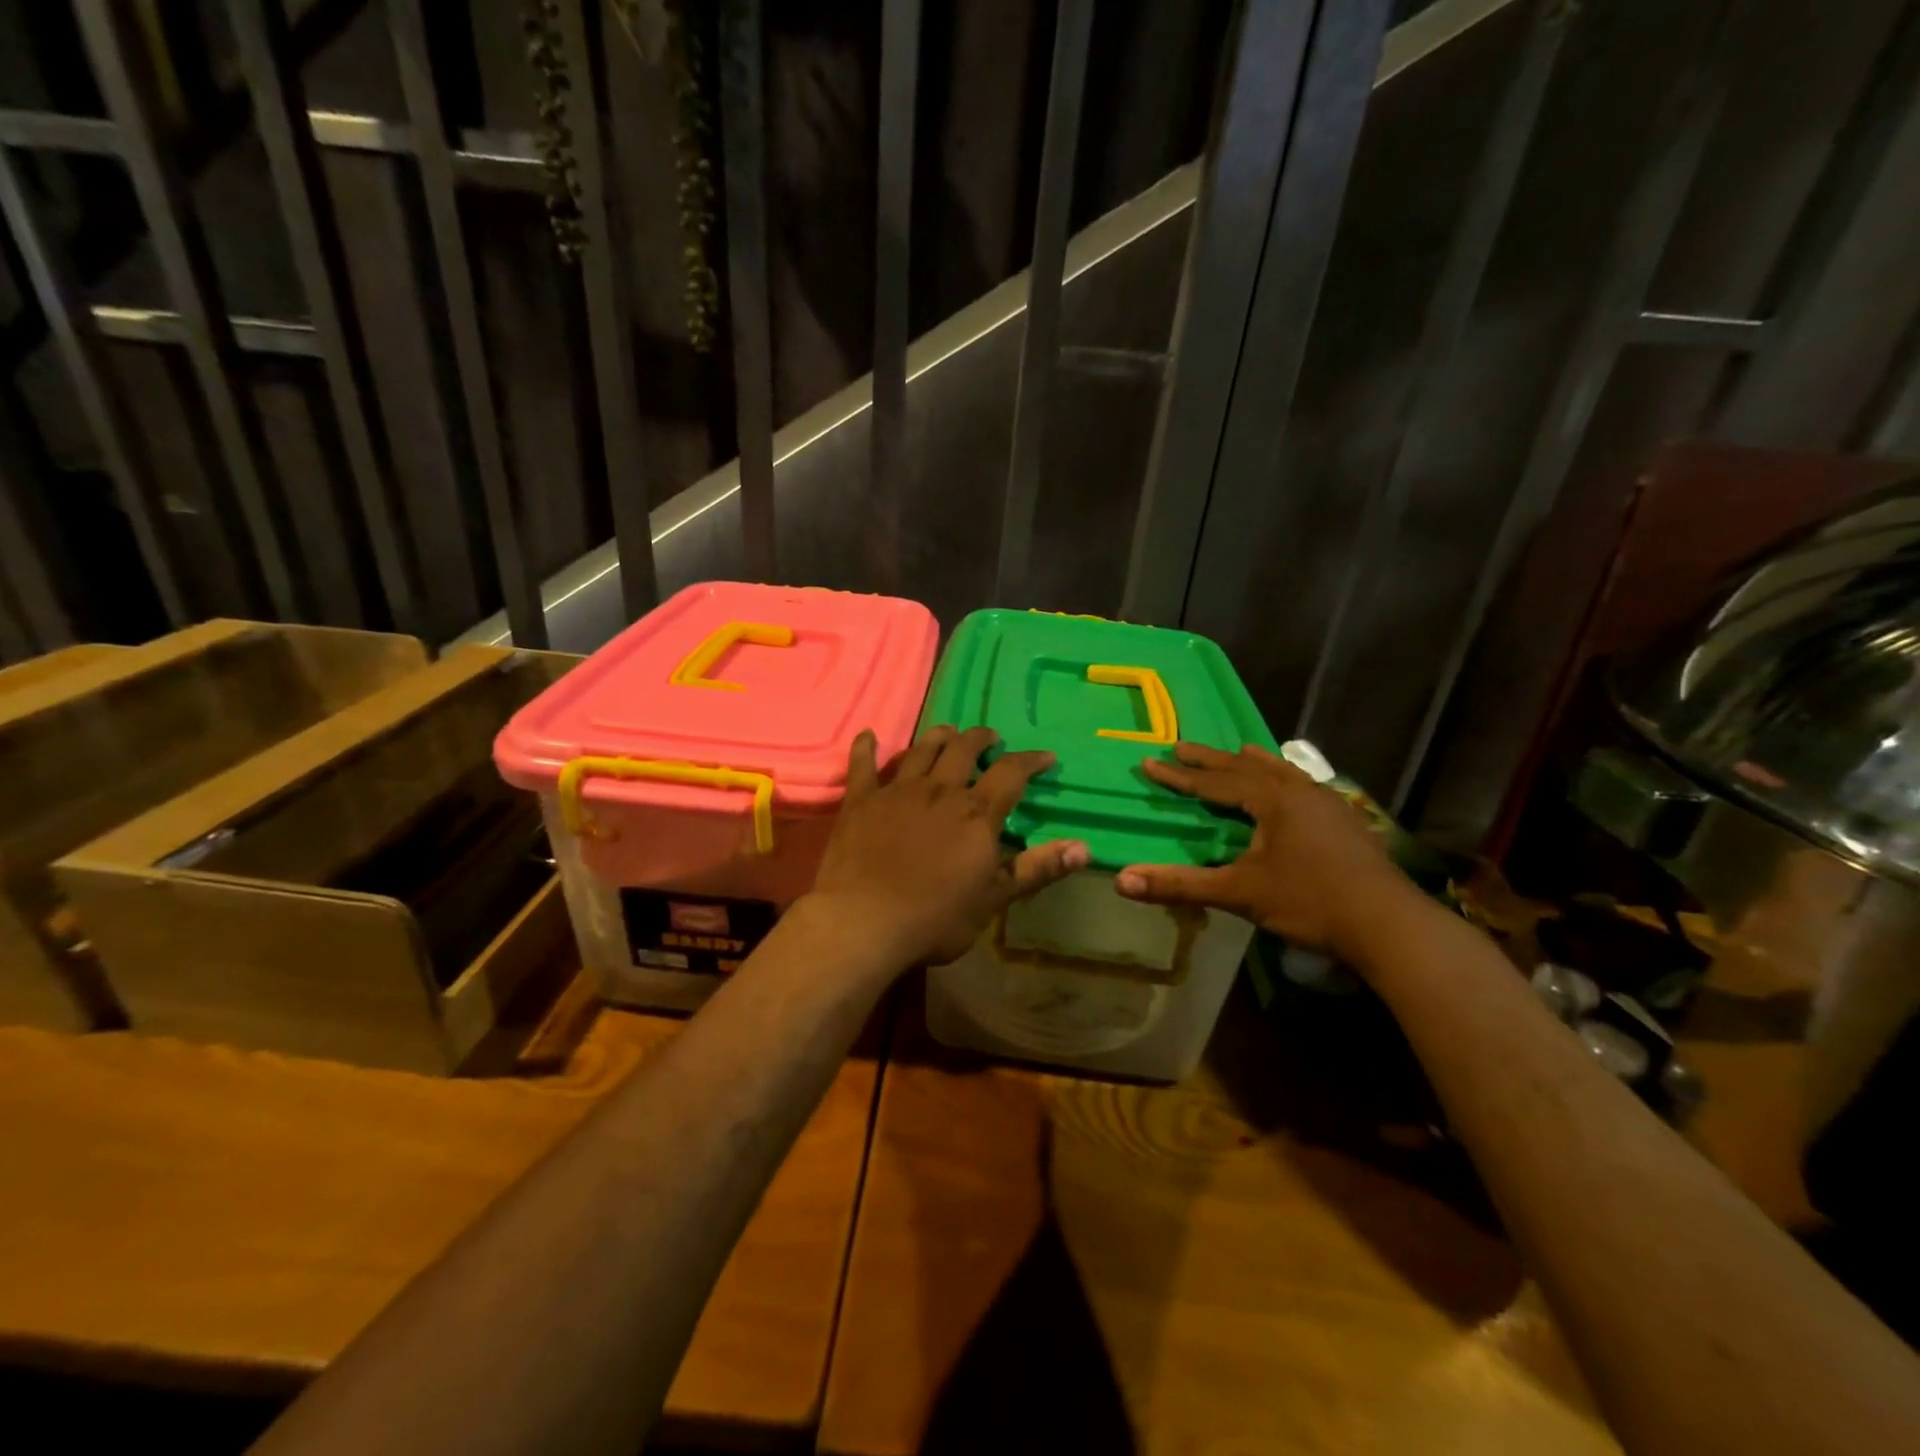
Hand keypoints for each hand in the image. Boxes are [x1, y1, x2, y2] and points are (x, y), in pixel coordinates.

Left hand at [805, 725, 1089, 968]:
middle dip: (981, 739)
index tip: (1045, 756)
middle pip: (963, 750)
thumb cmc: (935, 918)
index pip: (1011, 773)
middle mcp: (939, 791)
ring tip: (948, 732)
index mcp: (976, 814)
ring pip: (921, 750)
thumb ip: (1037, 869)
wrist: (864, 922)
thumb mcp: (994, 899)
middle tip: (990, 737)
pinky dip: (866, 748)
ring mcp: (897, 792)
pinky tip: (868, 735)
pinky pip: (863, 766)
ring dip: (938, 737)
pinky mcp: (861, 801)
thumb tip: (1085, 847)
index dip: (1030, 761)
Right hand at [1114, 741, 1413, 961]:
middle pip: (1245, 767)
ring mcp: (1327, 802)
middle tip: (1180, 746)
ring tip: (1236, 751)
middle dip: (1209, 759)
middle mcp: (1298, 790)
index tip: (1149, 762)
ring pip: (1280, 771)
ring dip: (1250, 762)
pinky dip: (1281, 778)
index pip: (1214, 783)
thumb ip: (1180, 885)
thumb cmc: (1310, 902)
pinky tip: (1289, 788)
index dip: (1179, 775)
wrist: (1388, 922)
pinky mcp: (1344, 819)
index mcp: (1271, 799)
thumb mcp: (1239, 893)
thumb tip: (1122, 881)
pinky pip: (1302, 784)